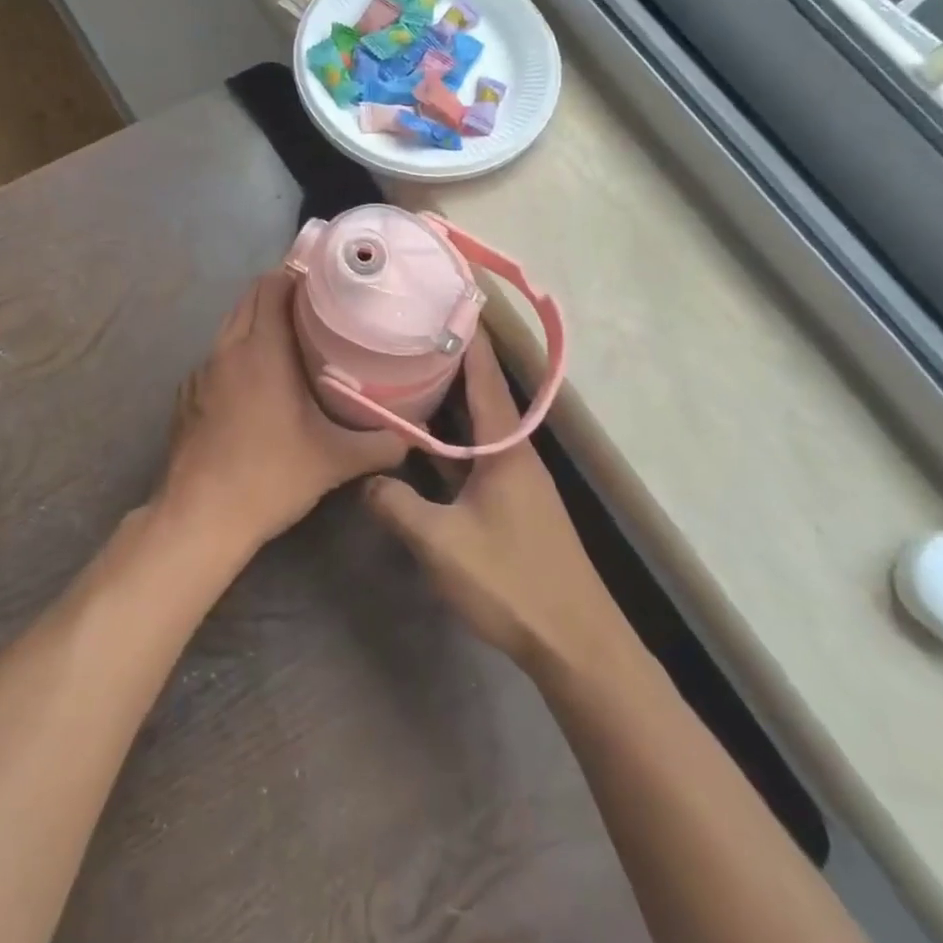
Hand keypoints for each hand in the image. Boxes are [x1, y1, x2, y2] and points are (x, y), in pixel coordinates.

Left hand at [158, 268, 408, 555]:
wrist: (200, 518)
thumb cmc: (270, 476)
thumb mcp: (334, 461)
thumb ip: (380, 444)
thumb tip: (415, 436)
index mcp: (261, 350)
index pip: (272, 286)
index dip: (296, 273)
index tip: (325, 279)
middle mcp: (226, 350)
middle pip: (249, 299)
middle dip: (279, 293)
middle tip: (318, 306)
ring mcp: (200, 373)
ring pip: (230, 328)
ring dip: (257, 322)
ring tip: (292, 339)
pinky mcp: (187, 397)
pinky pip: (216, 357)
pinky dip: (238, 353)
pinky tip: (256, 382)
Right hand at [365, 333, 624, 672]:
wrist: (574, 640)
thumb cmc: (511, 582)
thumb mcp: (441, 543)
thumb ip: (397, 505)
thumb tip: (368, 479)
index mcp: (506, 448)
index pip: (485, 377)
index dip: (467, 338)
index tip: (445, 302)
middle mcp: (516, 452)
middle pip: (482, 393)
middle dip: (451, 360)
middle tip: (410, 333)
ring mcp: (518, 478)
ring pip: (480, 423)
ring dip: (452, 398)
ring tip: (412, 373)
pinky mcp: (515, 501)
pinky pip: (479, 451)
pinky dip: (454, 434)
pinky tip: (427, 440)